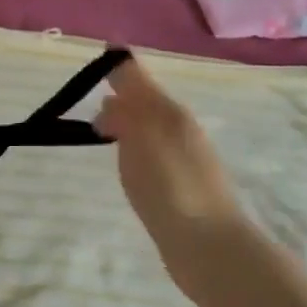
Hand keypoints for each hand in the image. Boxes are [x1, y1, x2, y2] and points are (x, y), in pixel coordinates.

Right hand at [94, 55, 248, 306]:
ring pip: (152, 129)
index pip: (140, 78)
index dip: (120, 67)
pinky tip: (129, 167)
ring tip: (105, 131)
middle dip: (124, 96)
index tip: (100, 58)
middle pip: (148, 102)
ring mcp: (186, 160)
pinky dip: (138, 151)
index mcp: (171, 112)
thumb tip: (112, 101)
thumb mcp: (141, 138)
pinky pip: (155, 155)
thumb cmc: (170, 186)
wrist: (210, 248)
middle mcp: (182, 129)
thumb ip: (125, 112)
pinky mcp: (184, 189)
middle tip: (96, 98)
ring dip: (130, 124)